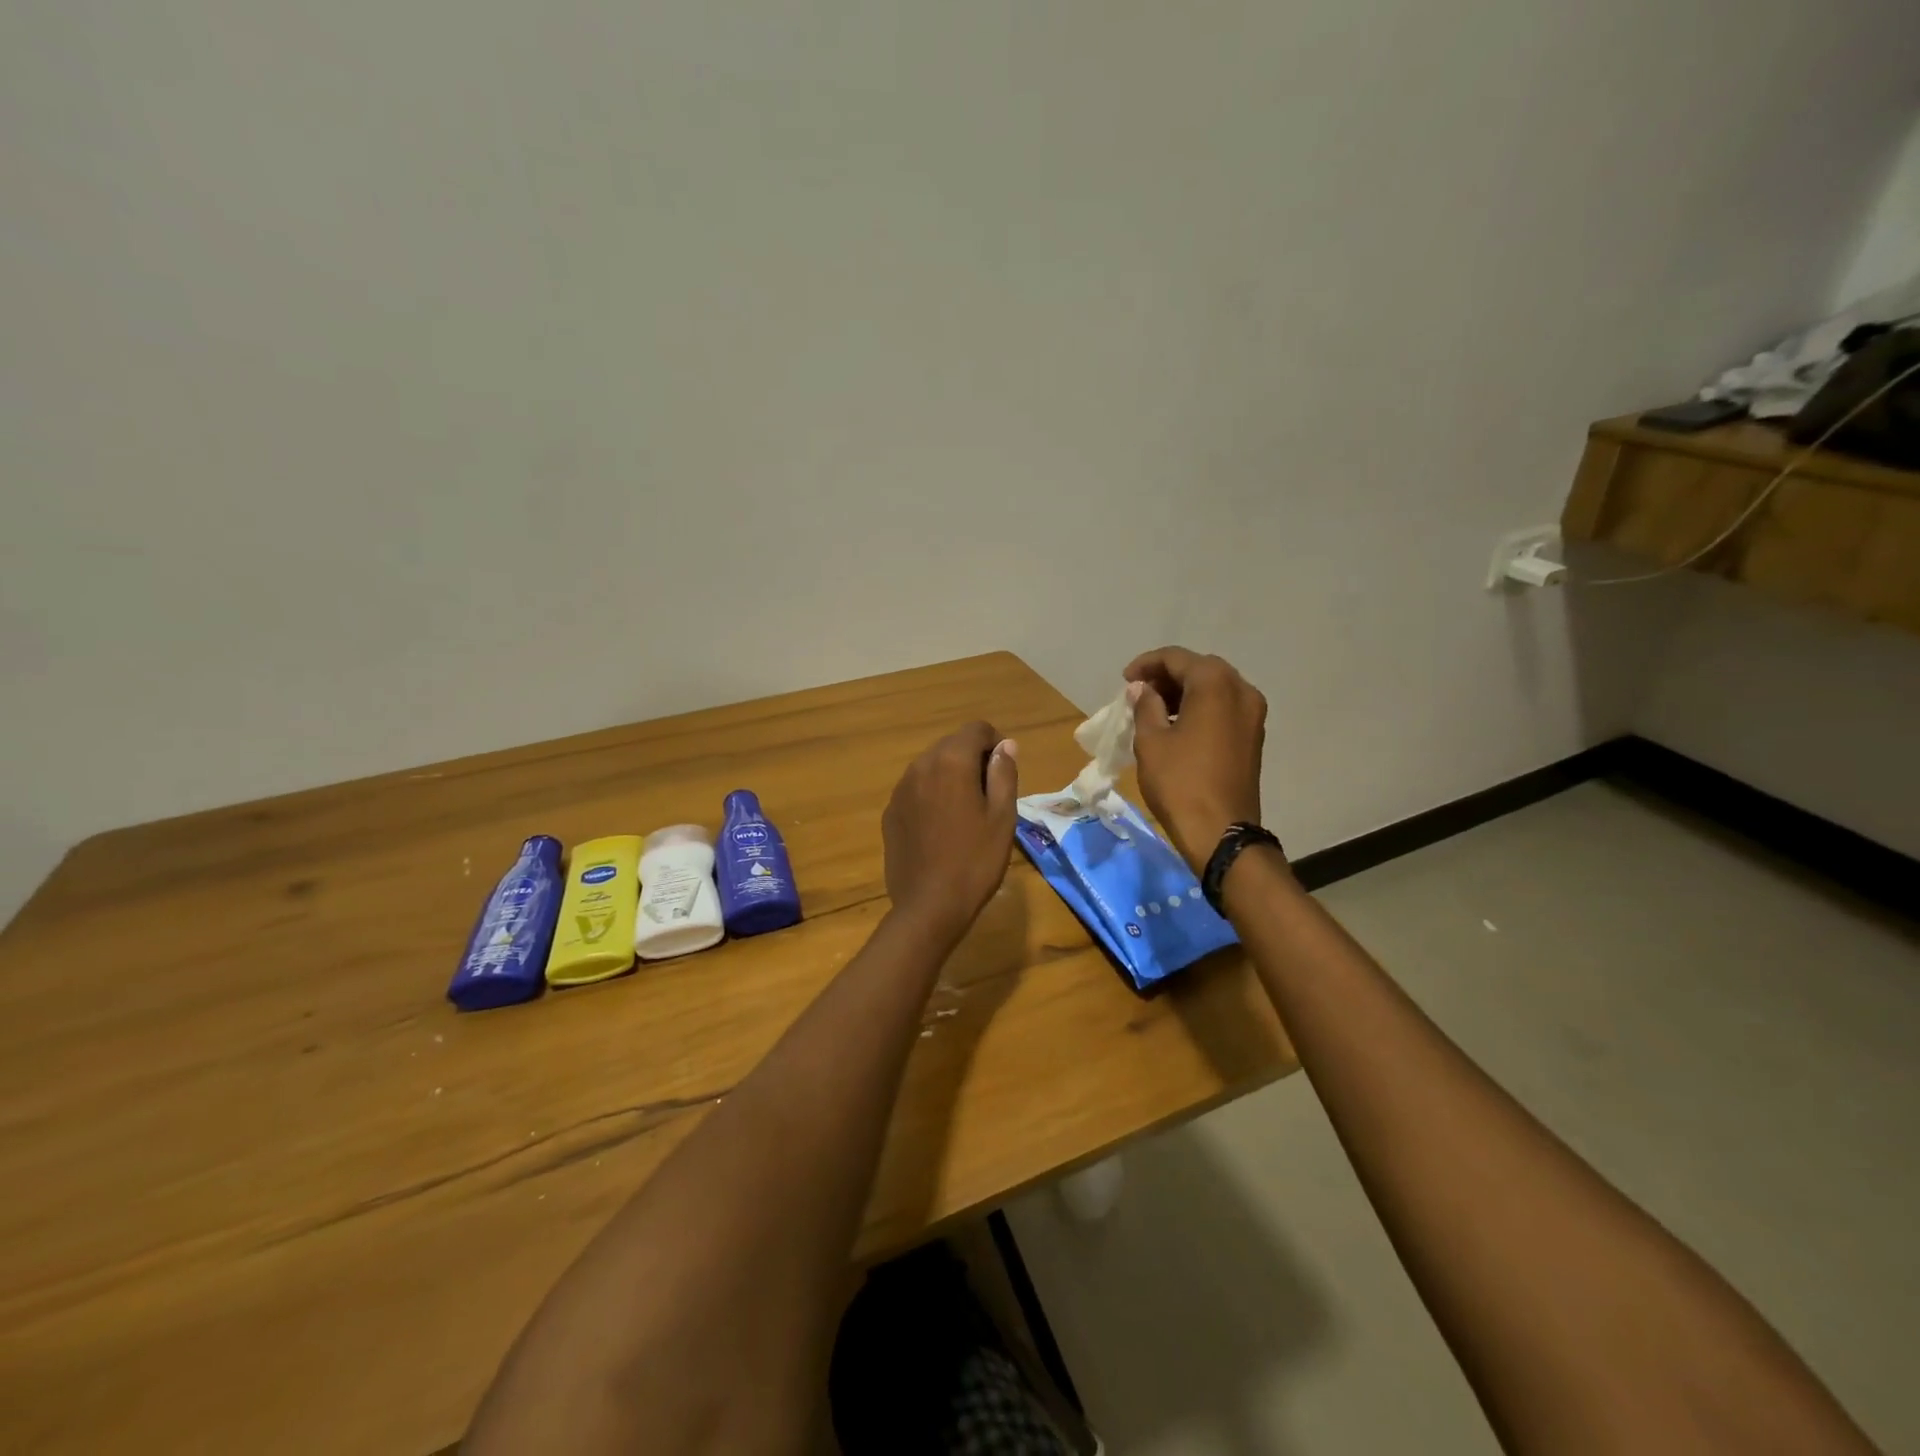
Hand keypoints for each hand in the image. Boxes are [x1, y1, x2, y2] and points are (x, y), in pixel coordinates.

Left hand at [882, 722, 1019, 945]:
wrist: (929, 906)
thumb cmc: (975, 860)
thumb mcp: (1002, 816)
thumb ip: (1003, 773)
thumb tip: (1005, 745)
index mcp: (951, 761)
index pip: (976, 729)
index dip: (996, 743)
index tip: (1004, 771)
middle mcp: (920, 766)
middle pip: (951, 745)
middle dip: (973, 758)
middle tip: (989, 795)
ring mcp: (900, 789)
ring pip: (932, 766)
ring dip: (951, 776)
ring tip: (966, 813)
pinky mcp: (890, 812)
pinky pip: (916, 789)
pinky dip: (932, 795)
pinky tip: (942, 828)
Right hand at [1124, 647, 1267, 872]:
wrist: (1221, 832)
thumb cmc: (1180, 782)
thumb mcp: (1151, 740)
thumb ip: (1145, 705)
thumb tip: (1142, 689)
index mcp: (1215, 684)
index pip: (1176, 658)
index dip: (1146, 664)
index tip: (1124, 681)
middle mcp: (1241, 690)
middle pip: (1199, 668)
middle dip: (1167, 676)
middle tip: (1139, 693)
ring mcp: (1252, 713)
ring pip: (1214, 687)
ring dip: (1184, 691)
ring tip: (1154, 709)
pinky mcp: (1253, 735)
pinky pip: (1224, 707)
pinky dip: (1200, 707)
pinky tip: (1178, 725)